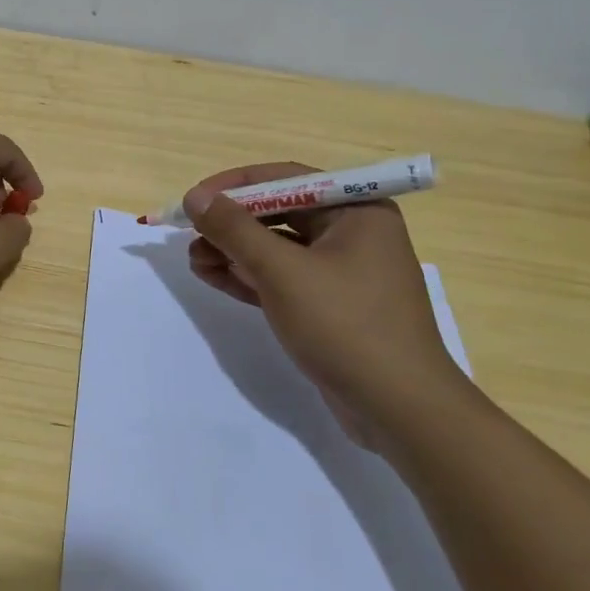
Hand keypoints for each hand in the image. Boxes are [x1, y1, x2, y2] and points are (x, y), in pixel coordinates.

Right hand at [185, 163, 472, 447]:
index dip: (233, 186)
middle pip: (278, 213)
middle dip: (230, 225)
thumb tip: (195, 197)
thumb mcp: (282, 272)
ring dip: (233, 252)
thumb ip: (235, 230)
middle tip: (189, 236)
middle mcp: (352, 232)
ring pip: (276, 248)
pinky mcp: (330, 305)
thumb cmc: (346, 326)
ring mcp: (342, 271)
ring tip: (193, 261)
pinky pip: (282, 278)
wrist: (400, 410)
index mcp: (356, 210)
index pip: (285, 180)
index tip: (193, 200)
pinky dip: (248, 276)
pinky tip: (212, 276)